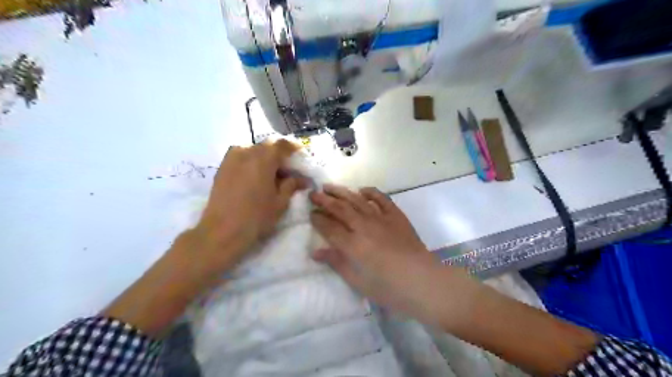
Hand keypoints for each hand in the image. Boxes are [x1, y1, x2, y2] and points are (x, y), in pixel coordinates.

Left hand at [198, 141, 306, 268]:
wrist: (222, 230)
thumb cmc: (256, 216)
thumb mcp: (280, 202)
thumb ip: (291, 185)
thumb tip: (302, 179)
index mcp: (263, 158)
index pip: (282, 144)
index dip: (294, 148)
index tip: (300, 157)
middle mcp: (246, 151)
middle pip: (267, 146)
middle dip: (279, 155)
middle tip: (288, 169)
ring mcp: (231, 158)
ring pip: (253, 150)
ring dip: (265, 158)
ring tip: (271, 174)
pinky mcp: (222, 167)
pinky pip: (242, 157)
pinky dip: (252, 162)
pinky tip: (256, 177)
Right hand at [310, 186, 470, 326]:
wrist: (423, 281)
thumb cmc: (388, 288)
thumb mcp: (358, 281)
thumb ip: (336, 263)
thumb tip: (315, 252)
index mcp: (352, 244)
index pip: (329, 227)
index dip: (317, 219)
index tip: (310, 214)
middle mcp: (364, 226)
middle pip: (339, 208)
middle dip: (324, 200)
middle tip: (313, 194)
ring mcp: (381, 218)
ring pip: (357, 200)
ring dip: (341, 192)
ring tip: (329, 186)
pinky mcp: (396, 216)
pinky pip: (382, 199)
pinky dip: (371, 192)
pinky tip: (362, 190)